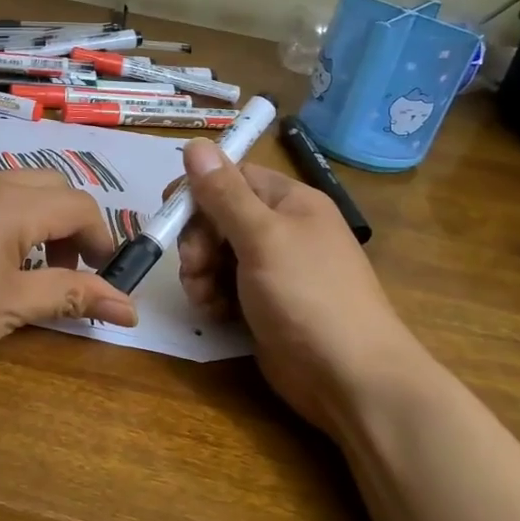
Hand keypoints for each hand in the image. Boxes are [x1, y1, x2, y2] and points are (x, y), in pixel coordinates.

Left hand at [0, 170, 139, 388]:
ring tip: (20, 268)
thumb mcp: (8, 311)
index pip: (78, 206)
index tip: (104, 278)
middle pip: (48, 185)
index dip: (102, 240)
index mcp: (8, 203)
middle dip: (69, 223)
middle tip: (64, 271)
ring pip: (7, 186)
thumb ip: (70, 297)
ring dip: (31, 219)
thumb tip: (129, 307)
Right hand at [177, 141, 427, 431]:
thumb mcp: (262, 237)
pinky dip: (212, 297)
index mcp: (290, 202)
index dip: (199, 192)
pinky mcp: (263, 304)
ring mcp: (273, 270)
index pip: (233, 178)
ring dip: (200, 272)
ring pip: (217, 255)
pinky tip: (214, 313)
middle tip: (194, 267)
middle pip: (219, 217)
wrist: (349, 376)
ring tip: (204, 297)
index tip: (170, 212)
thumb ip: (224, 193)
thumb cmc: (308, 295)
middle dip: (197, 240)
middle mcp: (282, 230)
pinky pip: (224, 287)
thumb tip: (195, 144)